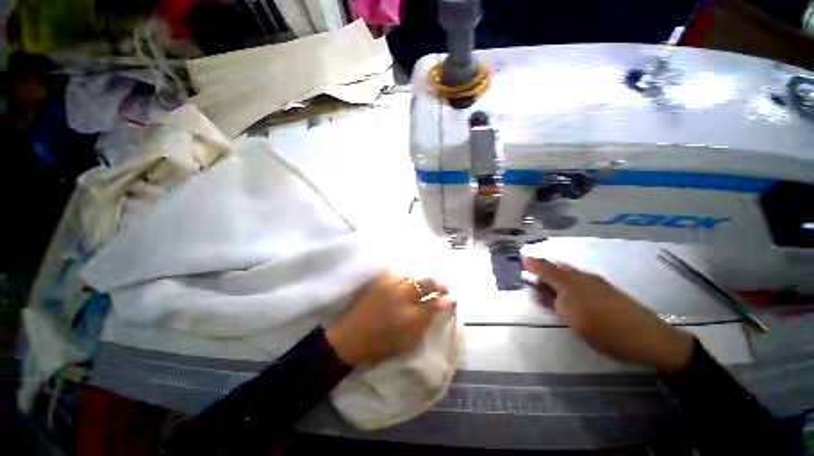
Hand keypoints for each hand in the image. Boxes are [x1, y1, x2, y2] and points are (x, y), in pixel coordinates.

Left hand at [326, 272, 454, 365]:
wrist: (351, 337)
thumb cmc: (384, 339)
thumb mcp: (412, 332)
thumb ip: (431, 313)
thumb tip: (448, 300)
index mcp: (408, 298)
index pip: (432, 292)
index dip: (443, 293)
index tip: (450, 296)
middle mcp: (400, 286)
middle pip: (423, 280)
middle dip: (435, 284)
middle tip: (441, 290)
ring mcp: (388, 282)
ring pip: (411, 276)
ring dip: (421, 280)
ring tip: (426, 288)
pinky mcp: (379, 282)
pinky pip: (399, 275)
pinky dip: (408, 279)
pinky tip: (410, 285)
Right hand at [523, 256, 693, 373]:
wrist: (651, 340)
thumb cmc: (607, 331)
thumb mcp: (574, 320)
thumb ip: (556, 302)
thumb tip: (544, 291)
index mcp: (571, 283)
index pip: (544, 266)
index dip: (530, 263)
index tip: (518, 262)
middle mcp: (582, 277)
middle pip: (555, 268)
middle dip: (540, 272)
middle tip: (532, 284)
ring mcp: (595, 283)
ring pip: (567, 276)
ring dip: (553, 280)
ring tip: (547, 294)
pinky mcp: (605, 290)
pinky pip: (578, 282)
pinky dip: (566, 286)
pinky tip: (567, 299)